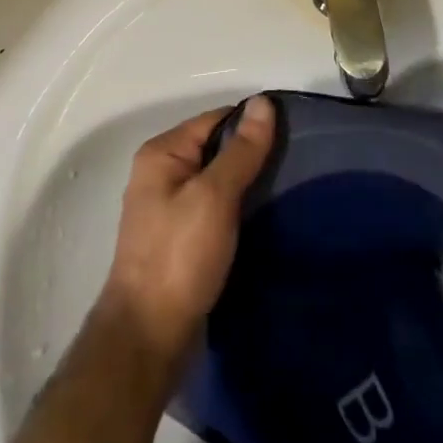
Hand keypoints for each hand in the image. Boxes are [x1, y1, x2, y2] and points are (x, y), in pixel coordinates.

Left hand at [99, 96, 275, 362]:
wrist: (148, 341)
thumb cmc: (179, 257)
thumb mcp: (215, 196)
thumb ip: (241, 150)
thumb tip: (263, 102)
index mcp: (162, 153)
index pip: (216, 120)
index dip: (252, 124)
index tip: (292, 134)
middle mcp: (161, 174)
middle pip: (216, 149)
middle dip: (251, 155)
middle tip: (294, 163)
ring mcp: (168, 210)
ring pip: (218, 182)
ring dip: (247, 185)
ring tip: (287, 190)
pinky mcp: (180, 241)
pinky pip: (215, 210)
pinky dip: (237, 211)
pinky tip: (264, 220)